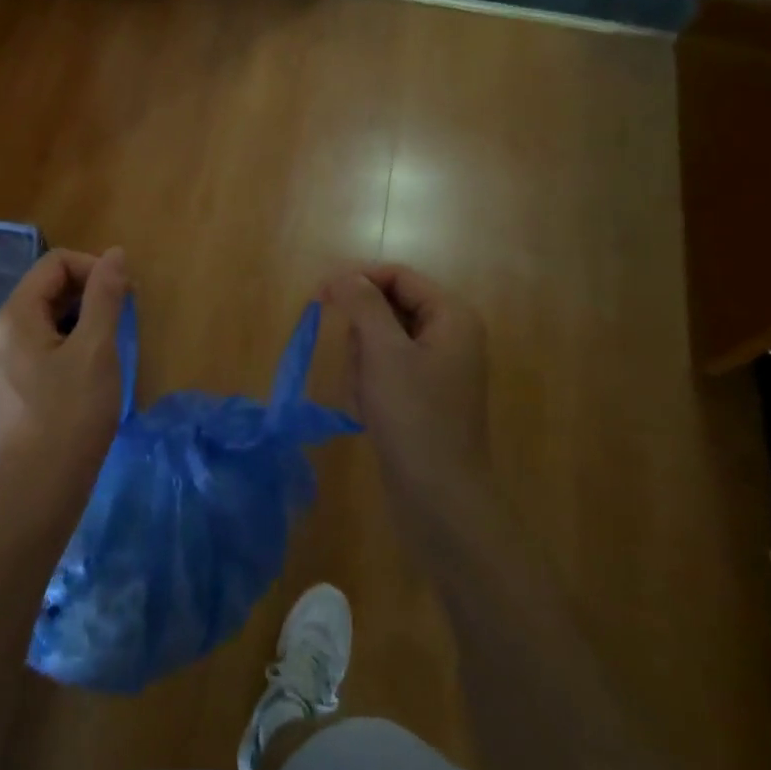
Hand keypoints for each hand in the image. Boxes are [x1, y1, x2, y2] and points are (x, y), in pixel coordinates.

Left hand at [0, 247, 128, 529]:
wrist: (40, 490)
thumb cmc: (71, 415)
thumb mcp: (96, 350)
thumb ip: (105, 297)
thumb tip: (115, 254)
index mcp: (15, 315)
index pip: (56, 263)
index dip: (94, 267)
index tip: (127, 293)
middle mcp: (4, 330)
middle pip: (50, 287)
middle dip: (91, 291)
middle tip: (127, 314)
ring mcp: (8, 359)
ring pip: (50, 317)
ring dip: (86, 317)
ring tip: (115, 341)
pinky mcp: (19, 383)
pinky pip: (47, 343)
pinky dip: (75, 341)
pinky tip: (96, 367)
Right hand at [322, 265, 491, 545]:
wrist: (438, 495)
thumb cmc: (413, 416)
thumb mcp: (383, 352)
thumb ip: (363, 304)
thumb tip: (344, 275)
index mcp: (451, 316)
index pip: (397, 275)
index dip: (357, 279)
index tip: (319, 296)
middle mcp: (449, 334)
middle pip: (387, 307)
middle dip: (362, 333)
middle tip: (359, 364)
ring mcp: (436, 365)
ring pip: (379, 339)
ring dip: (362, 362)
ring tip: (367, 394)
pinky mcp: (422, 392)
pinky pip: (384, 368)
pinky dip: (369, 383)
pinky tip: (370, 410)